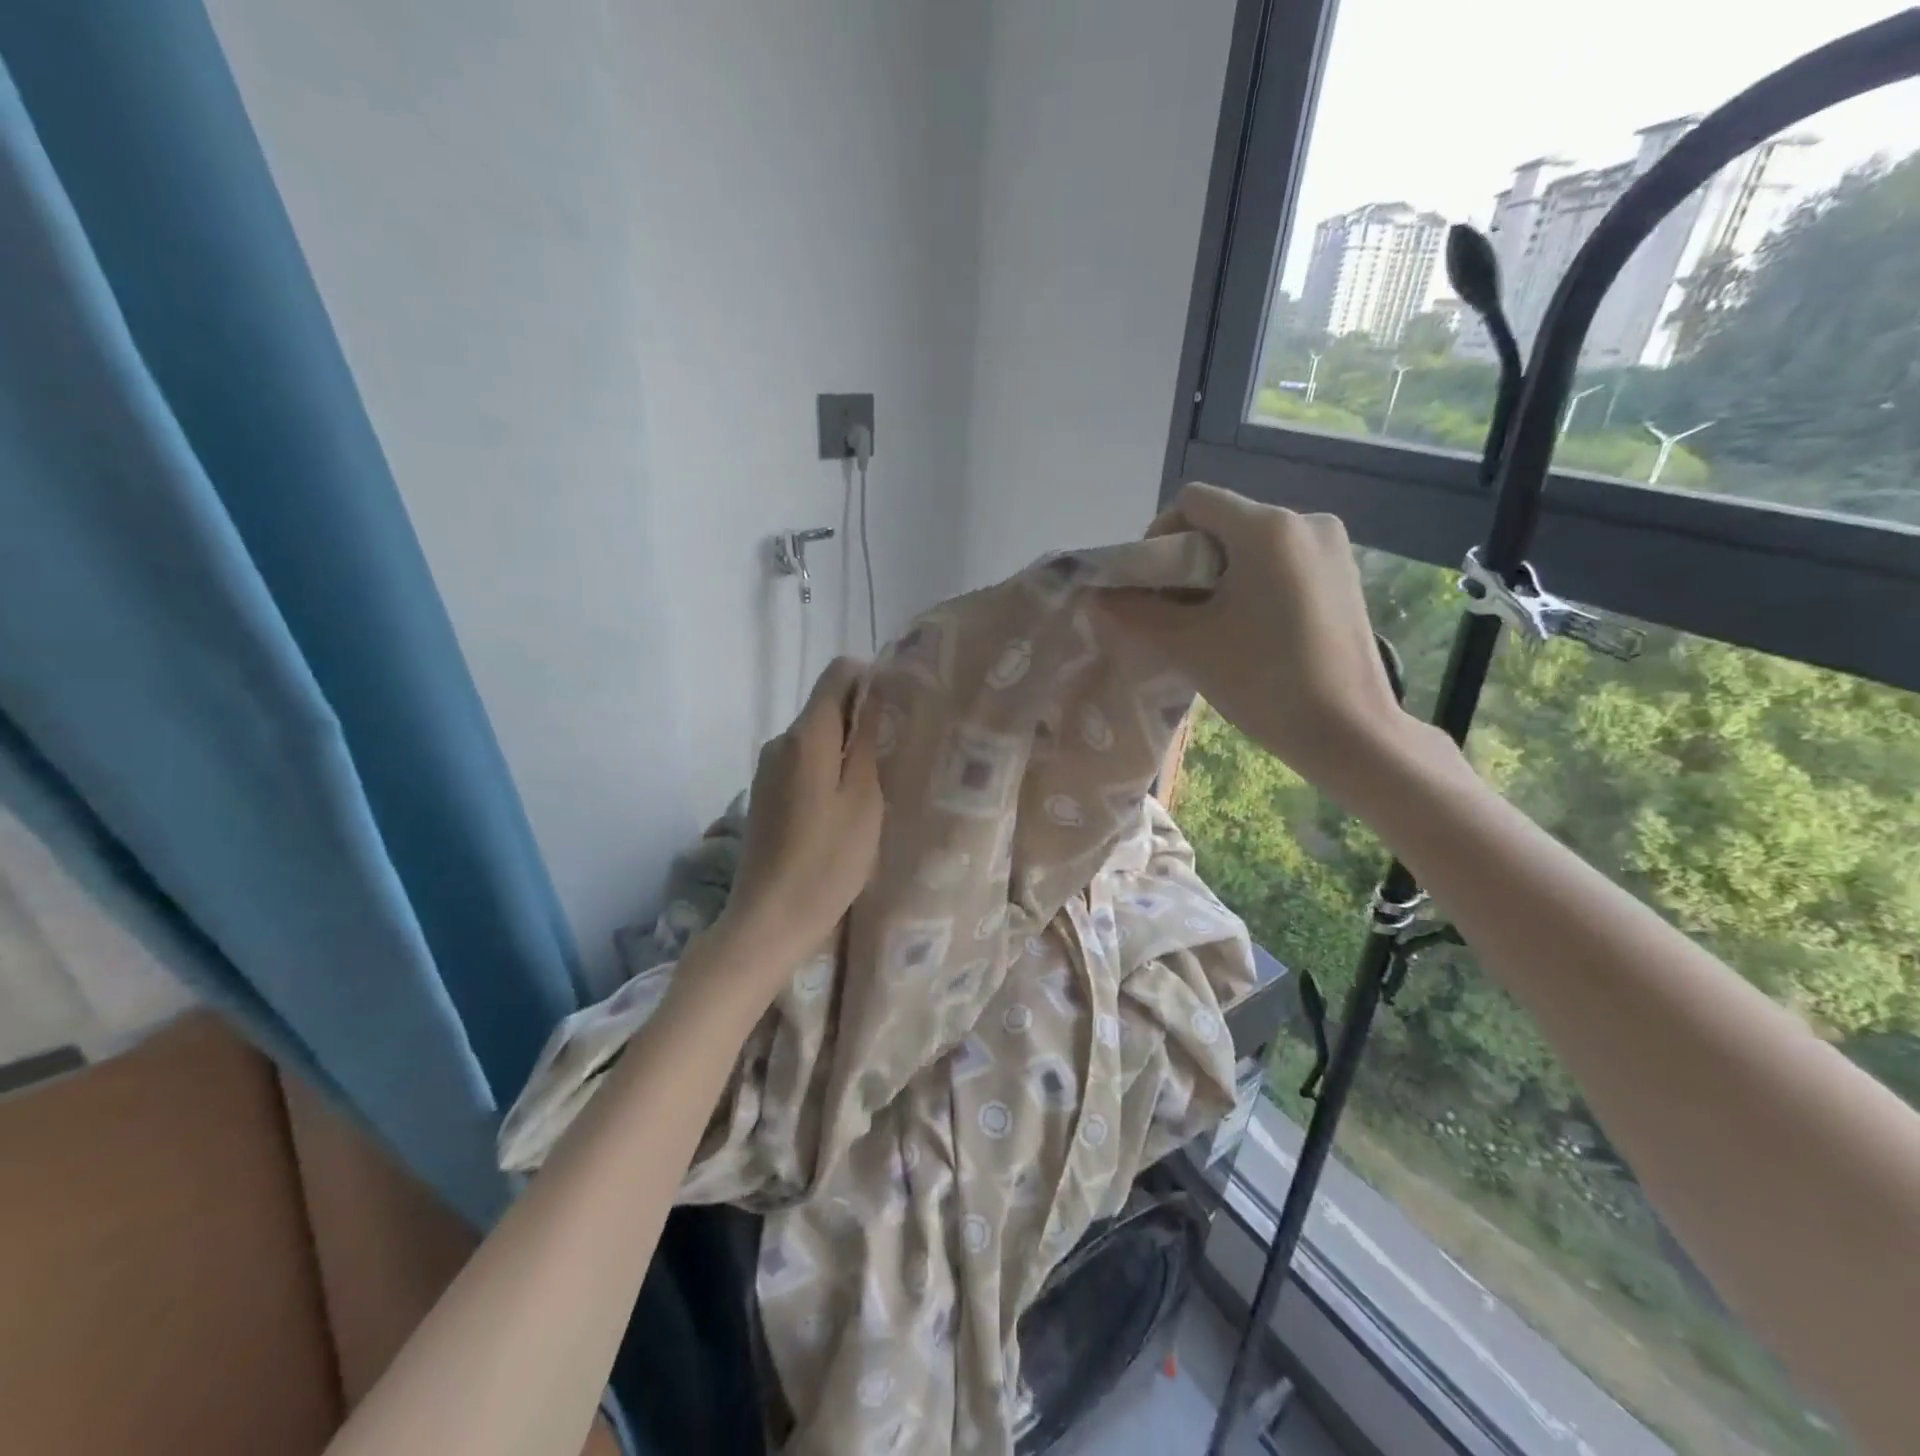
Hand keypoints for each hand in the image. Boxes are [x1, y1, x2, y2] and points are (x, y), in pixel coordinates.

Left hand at [716, 657, 883, 978]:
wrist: (770, 920)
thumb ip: (866, 740)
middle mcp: (780, 741)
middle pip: (827, 707)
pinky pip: (803, 764)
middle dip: (863, 720)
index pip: (839, 674)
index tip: (899, 712)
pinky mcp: (765, 794)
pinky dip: (828, 772)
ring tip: (877, 787)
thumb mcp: (864, 799)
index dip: (872, 681)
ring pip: (817, 738)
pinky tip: (845, 809)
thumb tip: (874, 691)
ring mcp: (767, 769)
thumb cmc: (827, 860)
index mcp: (805, 735)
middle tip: (897, 756)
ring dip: (847, 750)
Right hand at [1100, 482, 1445, 810]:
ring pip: (1253, 543)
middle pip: (1224, 521)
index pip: (1193, 501)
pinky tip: (1250, 628)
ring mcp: (1332, 547)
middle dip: (1188, 560)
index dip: (1159, 535)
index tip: (1151, 584)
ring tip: (1212, 625)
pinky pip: (1282, 561)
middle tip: (1175, 611)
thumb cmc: (1263, 681)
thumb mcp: (1188, 645)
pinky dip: (1254, 582)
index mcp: (1266, 527)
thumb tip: (1096, 595)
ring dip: (1220, 574)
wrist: (1348, 730)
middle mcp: (1304, 521)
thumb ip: (1135, 612)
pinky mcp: (1345, 574)